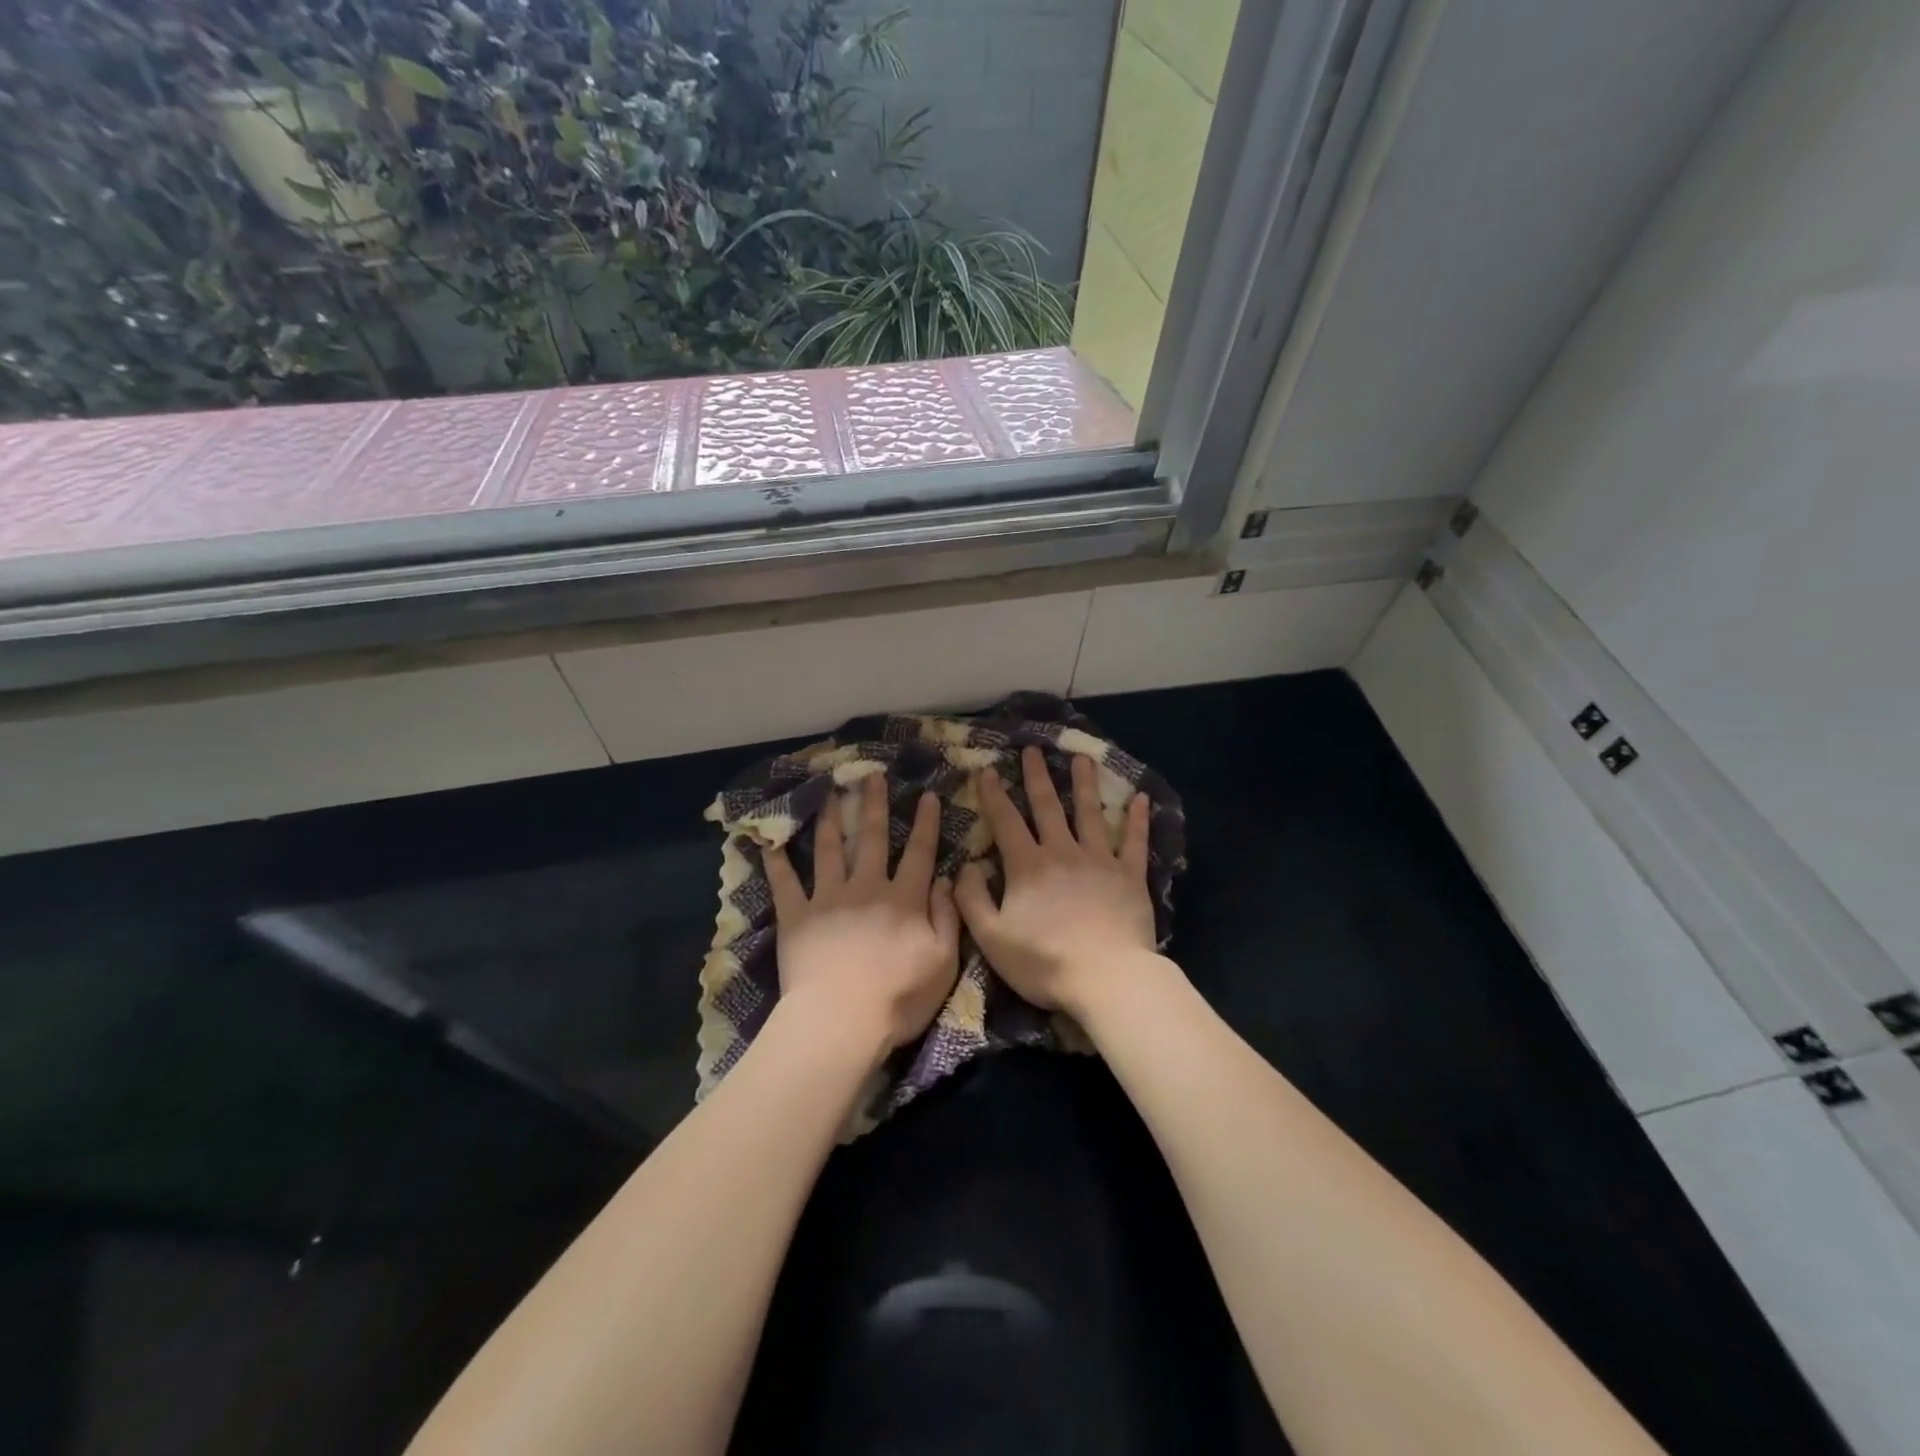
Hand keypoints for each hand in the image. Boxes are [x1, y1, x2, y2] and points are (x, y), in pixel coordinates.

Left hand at [763, 775, 960, 1064]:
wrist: (840, 1021)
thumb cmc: (898, 998)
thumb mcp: (943, 962)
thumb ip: (947, 916)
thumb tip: (945, 879)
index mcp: (904, 899)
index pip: (919, 852)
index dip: (925, 823)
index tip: (927, 794)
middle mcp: (866, 888)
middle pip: (872, 838)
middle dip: (874, 805)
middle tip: (871, 776)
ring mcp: (827, 899)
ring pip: (829, 850)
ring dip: (830, 820)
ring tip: (829, 794)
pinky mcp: (796, 917)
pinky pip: (784, 884)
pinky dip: (776, 862)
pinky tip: (768, 841)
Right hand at [955, 745, 1155, 1018]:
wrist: (1106, 978)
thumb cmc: (1044, 962)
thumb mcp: (992, 938)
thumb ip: (972, 900)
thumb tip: (964, 868)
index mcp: (1028, 866)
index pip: (1006, 822)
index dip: (995, 796)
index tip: (989, 770)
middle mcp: (1063, 852)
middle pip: (1048, 807)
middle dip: (1037, 777)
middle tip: (1033, 749)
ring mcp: (1100, 861)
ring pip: (1090, 814)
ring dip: (1084, 784)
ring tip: (1082, 758)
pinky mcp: (1130, 876)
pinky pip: (1135, 842)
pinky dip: (1137, 819)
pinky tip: (1140, 798)